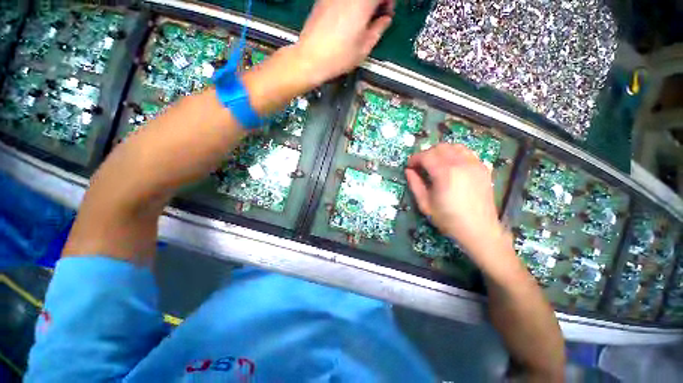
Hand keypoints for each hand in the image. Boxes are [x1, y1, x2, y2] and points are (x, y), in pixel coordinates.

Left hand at [295, 0, 394, 84]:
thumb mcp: (364, 48)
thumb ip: (378, 29)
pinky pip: (342, 0)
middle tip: (376, 16)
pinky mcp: (323, 0)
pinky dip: (350, 4)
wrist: (311, 58)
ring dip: (363, 4)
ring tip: (362, 20)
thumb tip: (385, 20)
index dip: (388, 1)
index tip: (387, 13)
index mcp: (363, 3)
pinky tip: (348, 19)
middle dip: (375, 2)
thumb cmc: (338, 57)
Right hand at [405, 144, 506, 262]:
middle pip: (439, 147)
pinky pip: (467, 152)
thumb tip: (408, 171)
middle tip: (420, 166)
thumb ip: (415, 184)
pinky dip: (455, 154)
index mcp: (444, 173)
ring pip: (454, 146)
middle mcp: (461, 163)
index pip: (426, 155)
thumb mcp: (425, 204)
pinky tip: (451, 165)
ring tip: (435, 163)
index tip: (409, 166)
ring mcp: (474, 164)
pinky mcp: (483, 168)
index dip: (414, 159)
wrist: (479, 230)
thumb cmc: (448, 219)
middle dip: (426, 154)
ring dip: (441, 152)